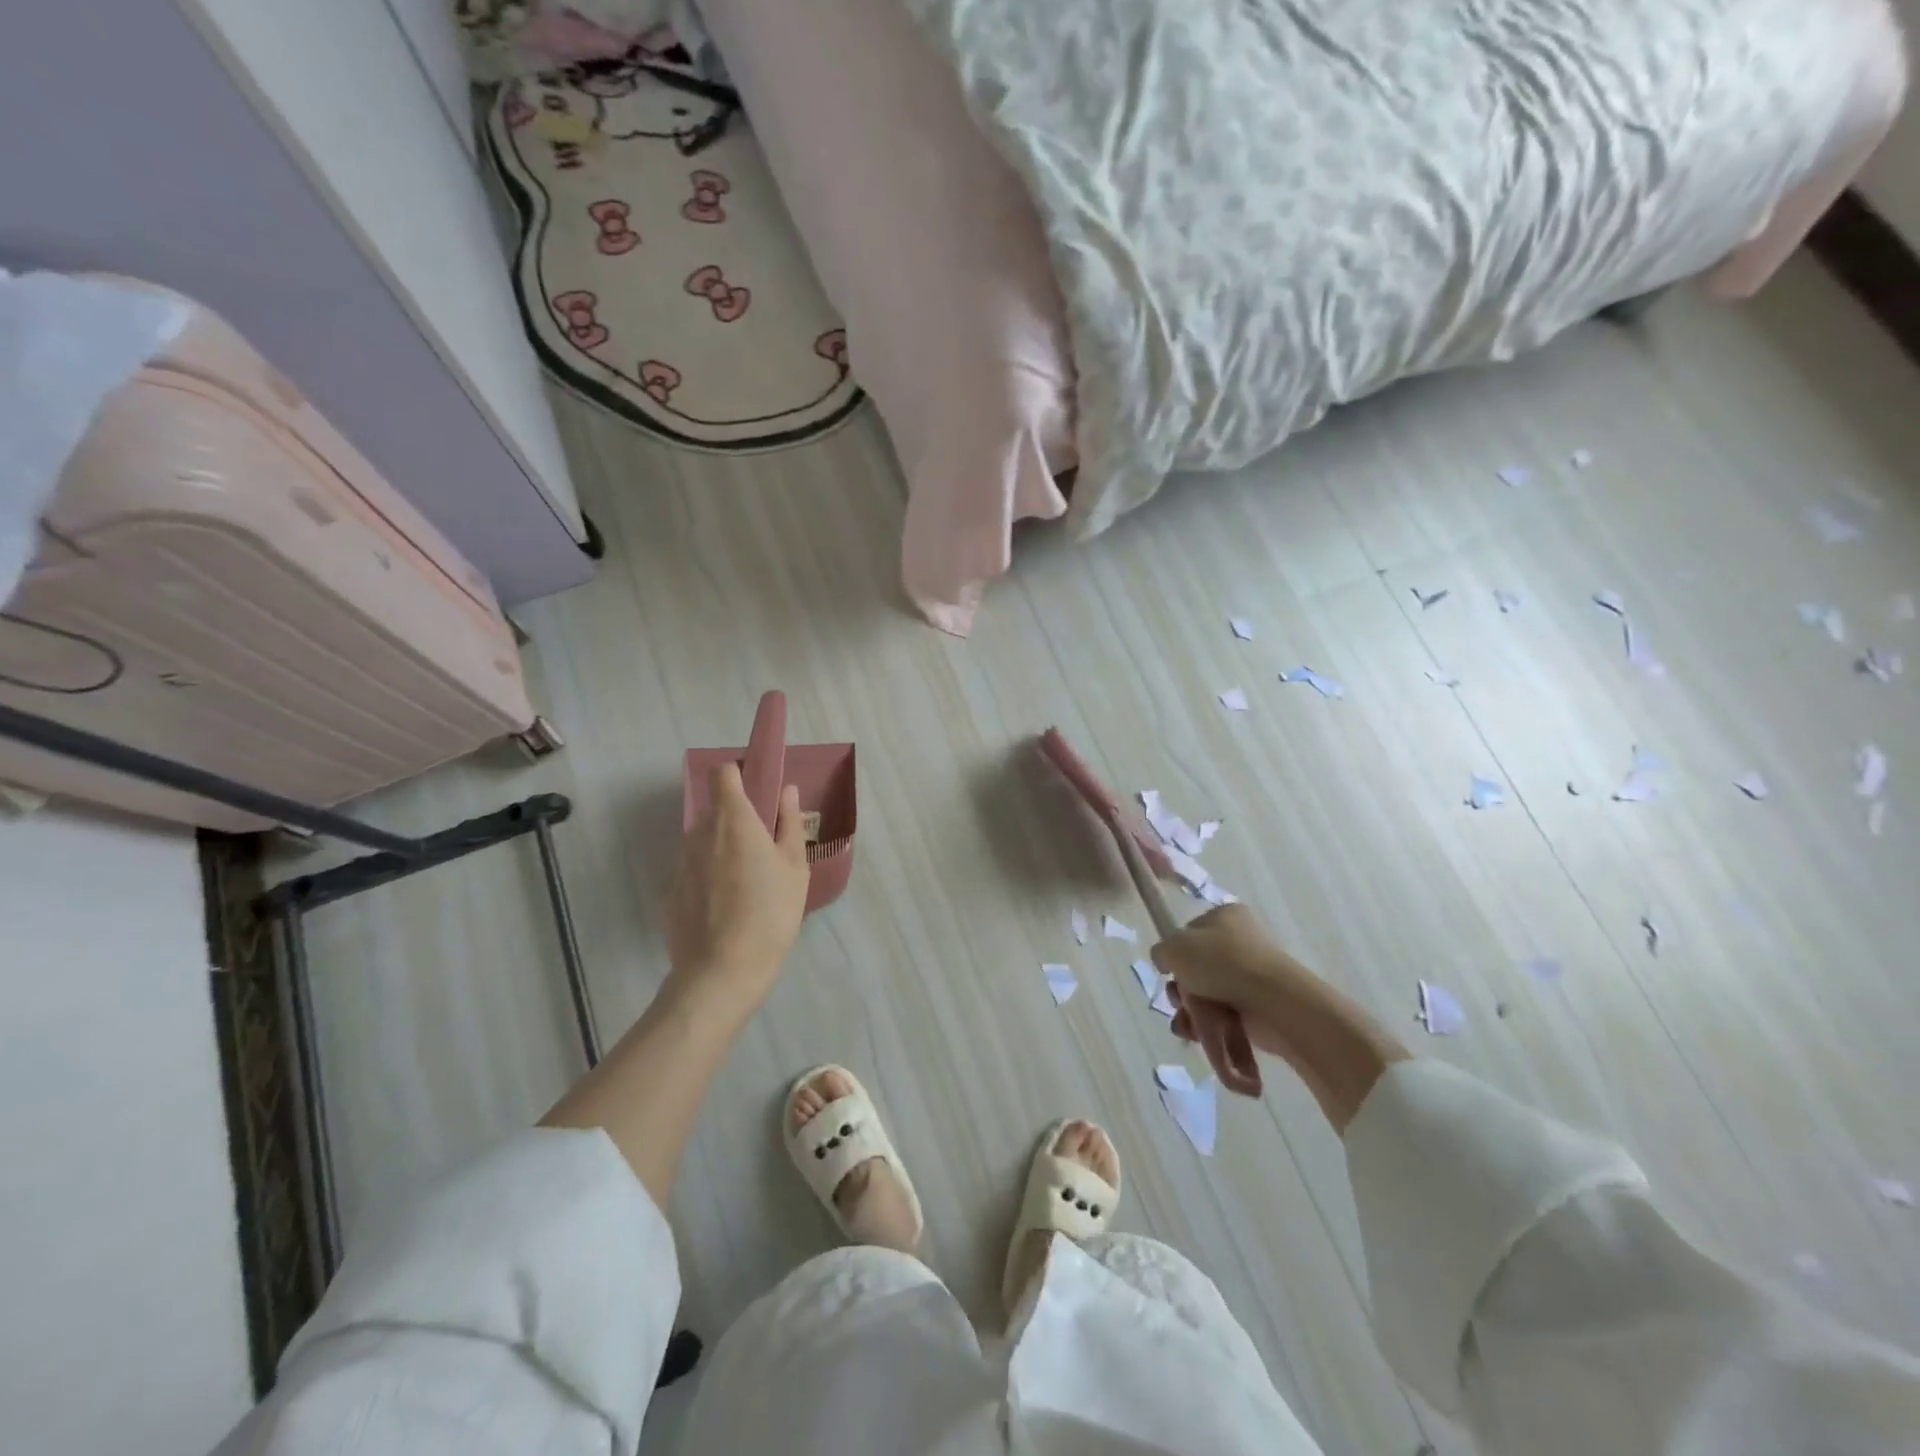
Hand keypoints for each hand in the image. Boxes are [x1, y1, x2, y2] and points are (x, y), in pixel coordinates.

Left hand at [667, 763, 810, 1011]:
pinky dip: (708, 877)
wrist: (722, 971)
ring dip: (722, 849)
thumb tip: (787, 791)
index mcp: (733, 819)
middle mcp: (700, 833)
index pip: (724, 774)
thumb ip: (789, 823)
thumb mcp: (794, 868)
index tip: (758, 791)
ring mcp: (680, 862)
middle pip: (716, 810)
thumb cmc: (770, 913)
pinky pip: (693, 871)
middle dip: (737, 819)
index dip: (740, 775)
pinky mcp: (669, 892)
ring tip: (746, 883)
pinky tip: (726, 907)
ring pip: (703, 841)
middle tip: (763, 848)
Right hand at [1152, 904, 1410, 1131]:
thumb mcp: (1175, 947)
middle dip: (1182, 993)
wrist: (1272, 1002)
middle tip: (1178, 1002)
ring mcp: (1253, 979)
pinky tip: (1201, 1039)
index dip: (1177, 954)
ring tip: (1188, 1028)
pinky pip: (1228, 1022)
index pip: (1192, 933)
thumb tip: (1167, 962)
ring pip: (1210, 1000)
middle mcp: (1242, 944)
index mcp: (1226, 918)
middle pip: (1198, 971)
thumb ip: (1162, 952)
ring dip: (1192, 1017)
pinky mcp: (1260, 1011)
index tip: (1171, 971)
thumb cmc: (1221, 963)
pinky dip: (1212, 1034)